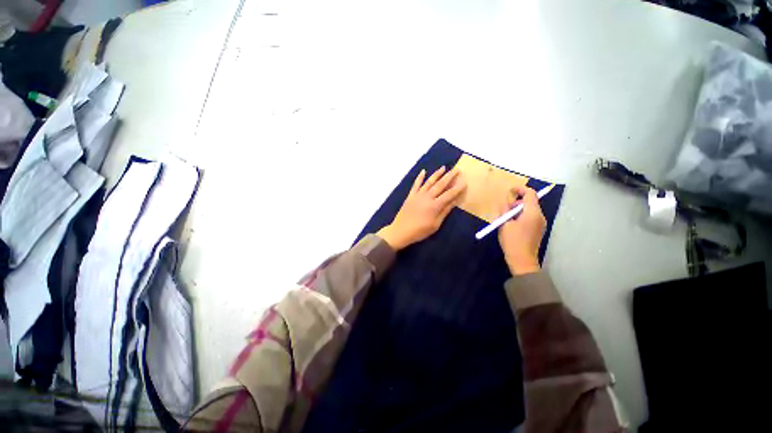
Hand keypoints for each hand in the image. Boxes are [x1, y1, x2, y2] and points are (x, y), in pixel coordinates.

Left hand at [378, 166, 465, 250]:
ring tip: (443, 167)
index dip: (457, 188)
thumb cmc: (420, 231)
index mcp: (435, 205)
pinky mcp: (410, 196)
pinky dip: (419, 177)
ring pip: (429, 182)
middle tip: (457, 170)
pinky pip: (416, 184)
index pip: (449, 194)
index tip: (464, 182)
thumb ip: (444, 212)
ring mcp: (418, 195)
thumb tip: (454, 201)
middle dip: (449, 176)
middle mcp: (427, 197)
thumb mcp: (435, 224)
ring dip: (437, 174)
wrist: (401, 230)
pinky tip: (423, 171)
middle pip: (440, 185)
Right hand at [497, 185, 546, 274]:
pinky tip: (511, 224)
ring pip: (529, 210)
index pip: (530, 194)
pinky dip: (521, 216)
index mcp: (532, 213)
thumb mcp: (504, 224)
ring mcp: (540, 223)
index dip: (520, 189)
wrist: (522, 260)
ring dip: (518, 209)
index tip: (510, 191)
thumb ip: (504, 210)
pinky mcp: (538, 230)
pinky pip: (530, 217)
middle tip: (504, 208)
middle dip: (516, 201)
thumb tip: (505, 203)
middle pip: (530, 201)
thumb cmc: (512, 241)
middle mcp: (539, 216)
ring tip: (506, 218)